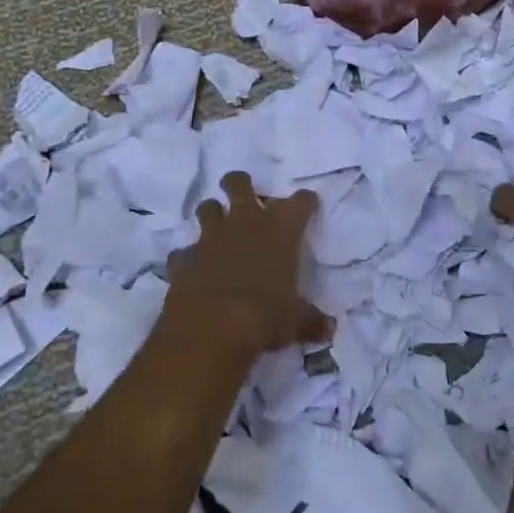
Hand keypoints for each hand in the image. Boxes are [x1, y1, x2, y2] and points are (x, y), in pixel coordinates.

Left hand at [164, 172, 331, 356]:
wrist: (212, 327)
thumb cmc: (265, 315)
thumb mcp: (296, 321)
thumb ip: (311, 321)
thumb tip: (329, 329)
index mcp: (280, 230)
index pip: (299, 202)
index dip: (304, 201)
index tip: (307, 204)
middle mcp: (245, 223)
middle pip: (239, 184)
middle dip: (240, 184)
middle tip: (244, 195)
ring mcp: (210, 238)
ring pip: (207, 208)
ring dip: (212, 214)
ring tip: (217, 228)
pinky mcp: (184, 259)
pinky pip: (183, 251)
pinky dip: (188, 258)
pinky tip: (192, 269)